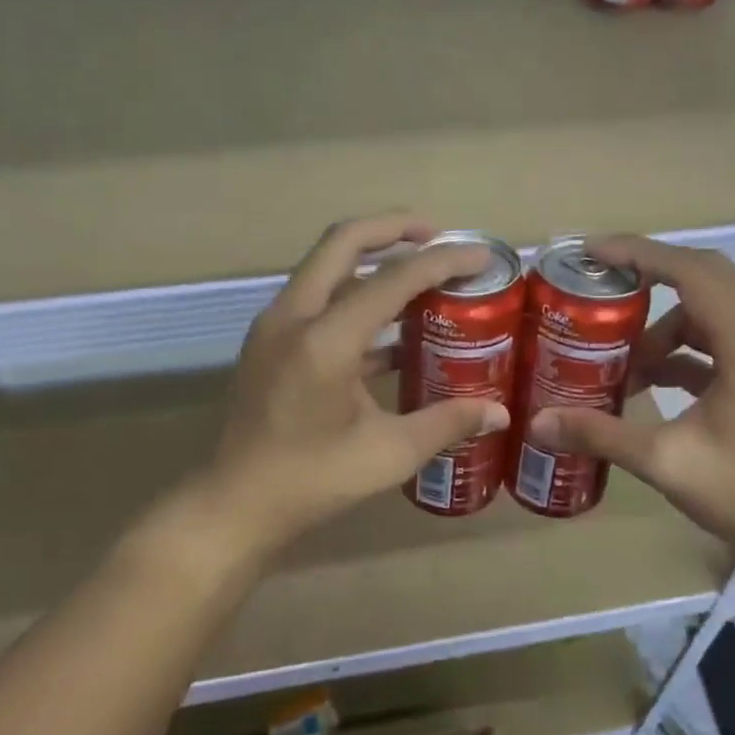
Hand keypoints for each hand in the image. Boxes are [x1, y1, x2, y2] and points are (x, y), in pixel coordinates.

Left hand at [199, 213, 510, 552]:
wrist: (234, 505)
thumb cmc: (311, 481)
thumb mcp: (388, 454)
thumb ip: (446, 423)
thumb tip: (500, 412)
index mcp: (325, 340)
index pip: (392, 280)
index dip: (441, 262)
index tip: (480, 256)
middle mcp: (294, 316)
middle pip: (344, 241)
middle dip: (394, 228)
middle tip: (439, 236)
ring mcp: (275, 326)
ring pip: (326, 266)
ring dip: (372, 259)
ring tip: (421, 275)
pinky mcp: (270, 342)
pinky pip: (317, 298)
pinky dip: (354, 296)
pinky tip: (392, 330)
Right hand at [525, 236, 734, 564]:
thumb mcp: (667, 463)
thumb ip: (601, 434)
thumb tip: (537, 422)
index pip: (692, 272)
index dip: (640, 254)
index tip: (592, 253)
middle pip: (704, 277)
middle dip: (649, 274)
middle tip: (600, 284)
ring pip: (707, 311)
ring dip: (662, 323)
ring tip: (619, 354)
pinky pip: (714, 341)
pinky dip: (677, 350)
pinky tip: (645, 381)